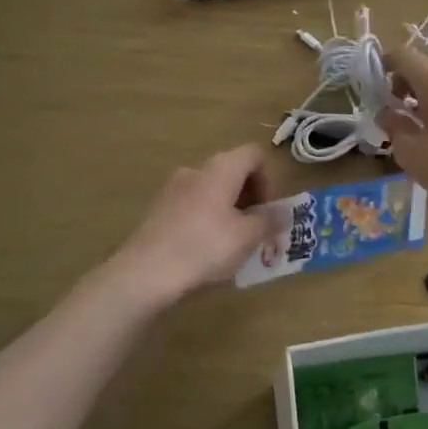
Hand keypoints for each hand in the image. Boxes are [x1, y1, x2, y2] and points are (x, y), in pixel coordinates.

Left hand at [111, 144, 276, 303]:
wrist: (144, 274)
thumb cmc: (205, 248)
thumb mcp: (247, 237)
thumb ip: (269, 221)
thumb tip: (282, 212)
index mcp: (221, 168)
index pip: (254, 155)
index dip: (270, 179)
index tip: (269, 210)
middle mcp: (196, 170)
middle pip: (233, 172)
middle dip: (250, 198)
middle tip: (257, 230)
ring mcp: (172, 189)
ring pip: (212, 191)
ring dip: (229, 211)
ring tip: (234, 245)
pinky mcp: (158, 210)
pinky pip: (193, 207)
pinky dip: (207, 221)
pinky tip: (206, 251)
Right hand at [378, 46, 427, 213]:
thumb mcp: (411, 151)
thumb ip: (393, 127)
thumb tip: (386, 114)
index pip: (401, 54)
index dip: (383, 66)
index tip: (373, 88)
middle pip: (424, 58)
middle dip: (405, 74)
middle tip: (394, 101)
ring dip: (424, 87)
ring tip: (415, 118)